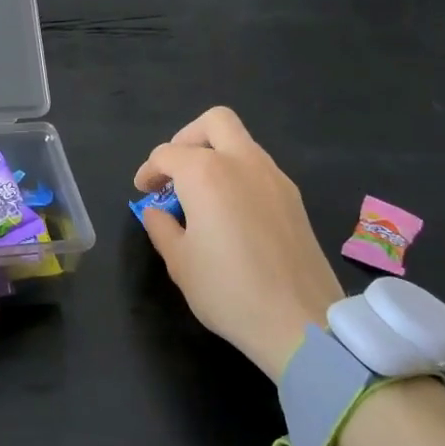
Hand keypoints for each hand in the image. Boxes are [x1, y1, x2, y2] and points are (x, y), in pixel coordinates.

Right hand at [134, 106, 344, 380]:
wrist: (301, 323)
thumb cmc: (229, 290)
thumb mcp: (179, 262)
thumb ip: (161, 226)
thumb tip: (158, 212)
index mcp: (206, 173)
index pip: (167, 154)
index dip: (149, 171)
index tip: (142, 192)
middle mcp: (242, 162)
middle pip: (214, 122)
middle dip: (187, 138)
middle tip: (175, 171)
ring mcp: (275, 177)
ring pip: (241, 142)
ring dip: (216, 155)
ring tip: (200, 194)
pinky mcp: (294, 198)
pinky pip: (259, 167)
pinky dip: (238, 174)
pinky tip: (230, 211)